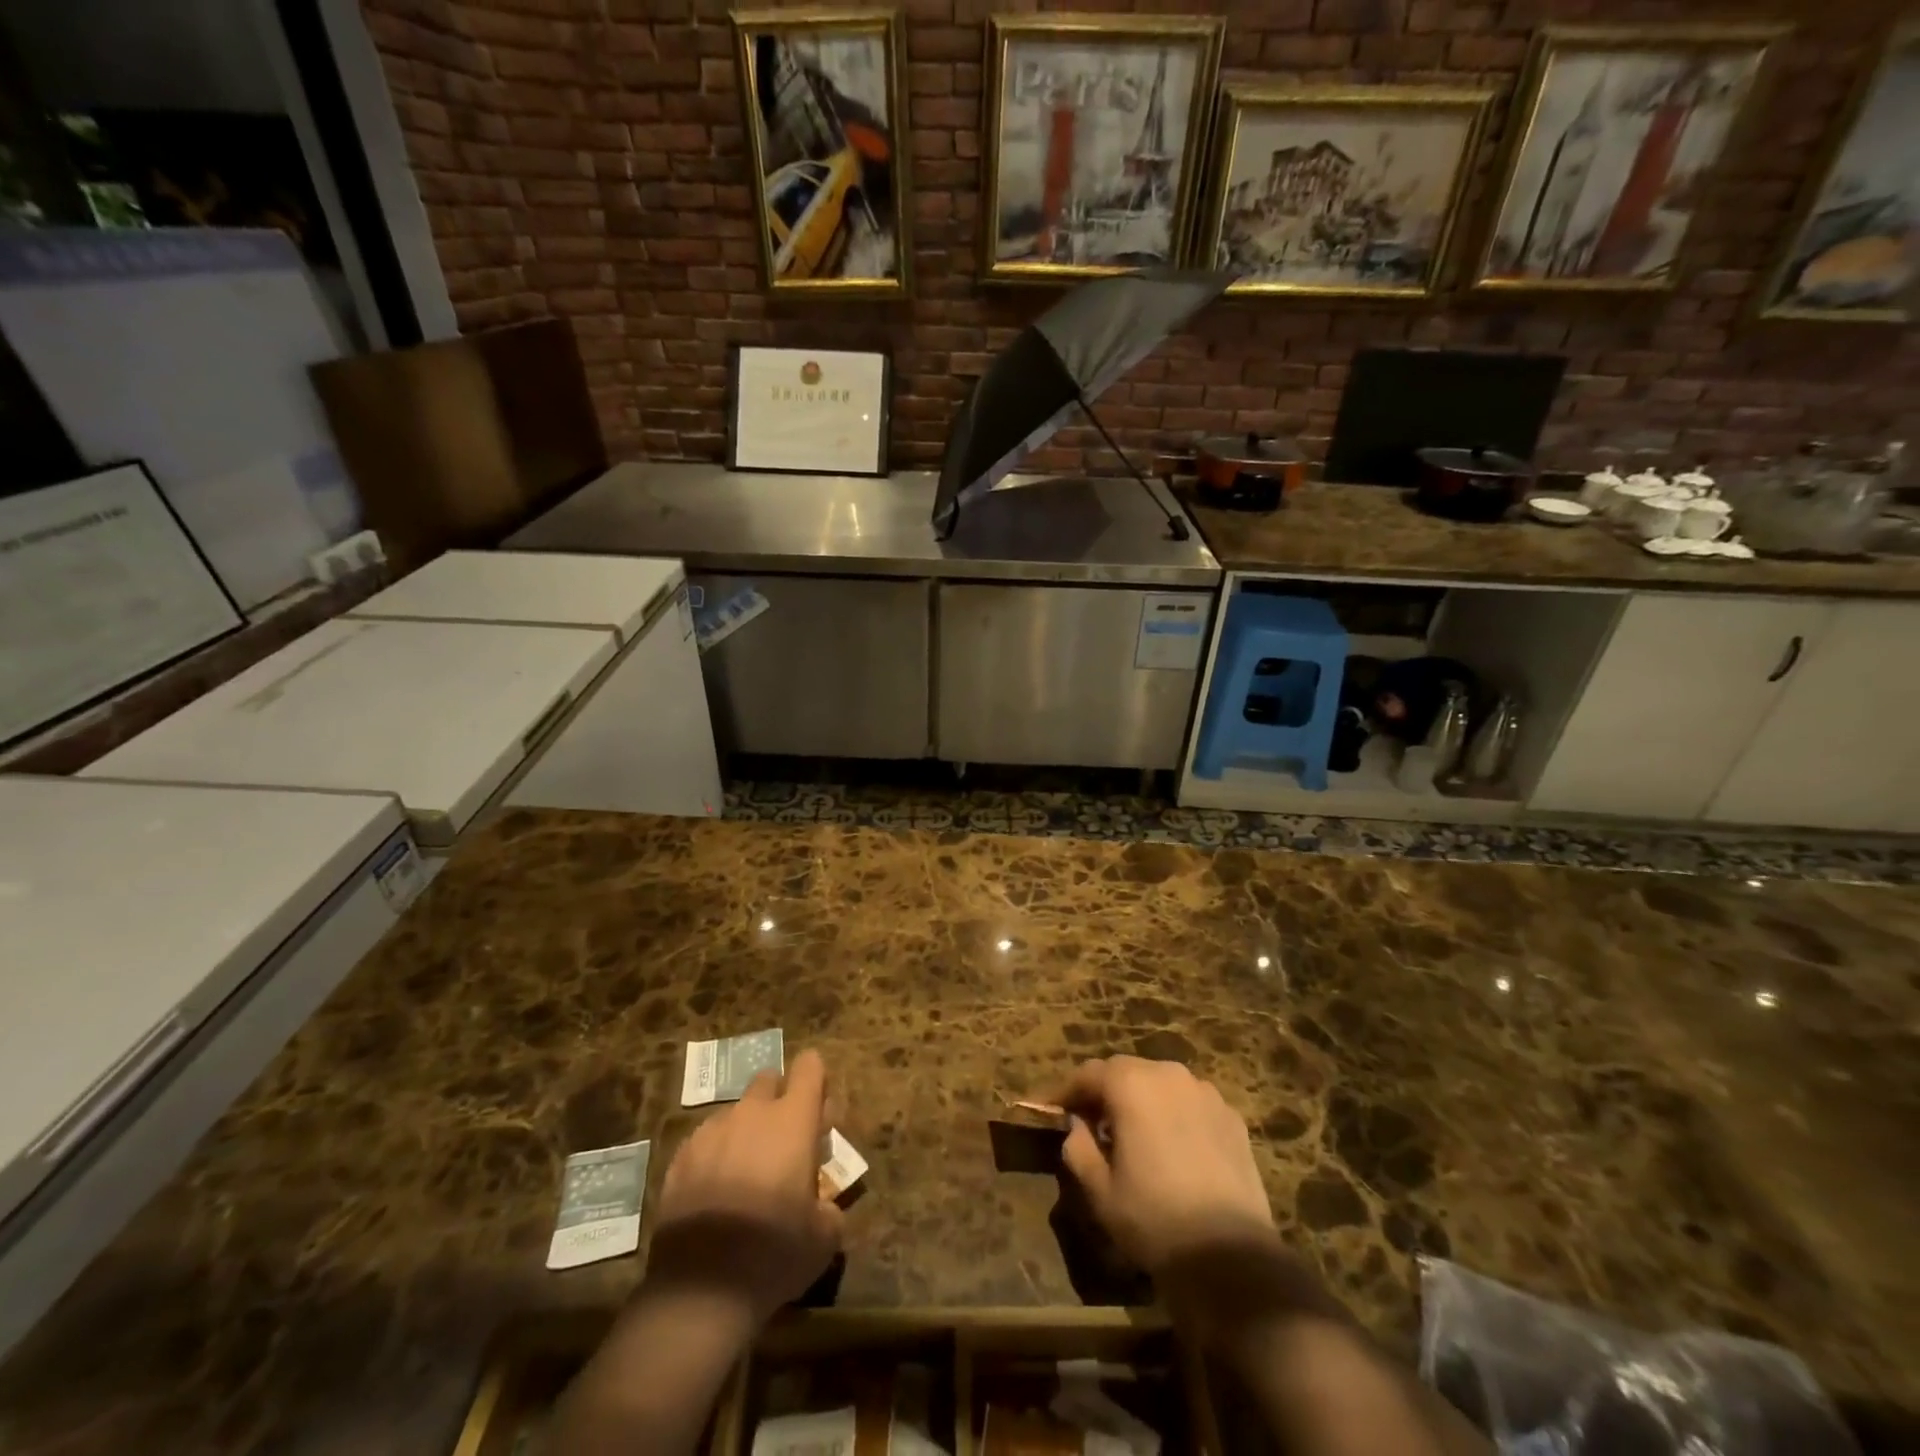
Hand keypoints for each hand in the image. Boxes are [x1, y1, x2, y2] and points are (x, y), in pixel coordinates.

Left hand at [646, 1048, 843, 1325]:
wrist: (700, 1291)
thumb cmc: (775, 1253)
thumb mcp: (824, 1236)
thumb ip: (829, 1205)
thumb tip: (823, 1204)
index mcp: (793, 1119)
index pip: (810, 1066)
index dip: (817, 1082)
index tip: (818, 1114)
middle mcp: (752, 1112)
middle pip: (768, 1080)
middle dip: (778, 1102)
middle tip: (783, 1146)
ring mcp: (711, 1131)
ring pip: (735, 1113)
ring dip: (745, 1132)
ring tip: (745, 1177)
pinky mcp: (679, 1157)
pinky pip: (705, 1141)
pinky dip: (714, 1156)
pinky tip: (714, 1196)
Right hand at [1057, 1056, 1276, 1276]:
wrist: (1232, 1257)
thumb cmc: (1154, 1219)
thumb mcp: (1099, 1190)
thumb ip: (1078, 1148)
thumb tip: (1077, 1128)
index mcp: (1131, 1084)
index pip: (1088, 1074)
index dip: (1065, 1091)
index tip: (1049, 1109)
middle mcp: (1168, 1074)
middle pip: (1125, 1072)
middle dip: (1104, 1092)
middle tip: (1089, 1121)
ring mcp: (1205, 1093)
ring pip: (1160, 1084)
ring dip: (1140, 1100)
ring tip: (1132, 1133)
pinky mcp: (1231, 1117)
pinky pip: (1190, 1103)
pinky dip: (1173, 1114)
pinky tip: (1172, 1146)